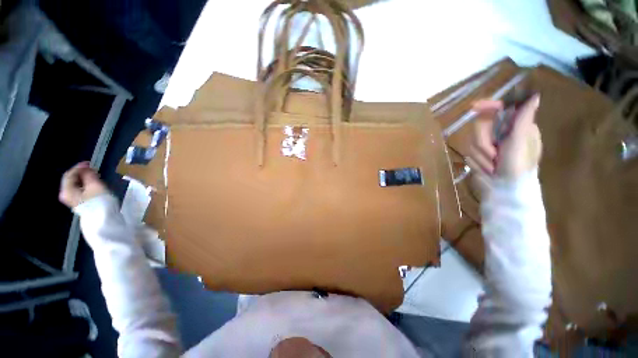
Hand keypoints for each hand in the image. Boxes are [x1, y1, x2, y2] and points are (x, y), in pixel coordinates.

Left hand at [59, 162, 108, 208]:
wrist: (103, 219)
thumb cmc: (99, 201)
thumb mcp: (95, 185)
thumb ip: (89, 175)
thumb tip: (86, 168)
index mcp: (66, 189)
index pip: (70, 174)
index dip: (79, 167)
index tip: (89, 163)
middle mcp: (65, 195)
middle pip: (71, 180)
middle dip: (81, 173)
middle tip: (92, 169)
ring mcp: (71, 201)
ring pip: (75, 185)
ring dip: (83, 179)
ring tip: (93, 176)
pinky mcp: (78, 204)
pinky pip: (78, 191)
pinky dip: (84, 185)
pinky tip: (92, 185)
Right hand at [469, 94, 541, 179]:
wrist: (506, 190)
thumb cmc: (518, 166)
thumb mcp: (520, 141)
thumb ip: (523, 119)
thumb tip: (534, 96)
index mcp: (515, 127)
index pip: (498, 109)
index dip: (486, 106)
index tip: (473, 107)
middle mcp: (501, 134)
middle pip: (479, 127)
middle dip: (484, 143)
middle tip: (495, 155)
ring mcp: (489, 146)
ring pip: (471, 142)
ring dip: (481, 157)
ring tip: (493, 168)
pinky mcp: (479, 156)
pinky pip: (468, 154)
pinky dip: (477, 163)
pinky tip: (487, 170)